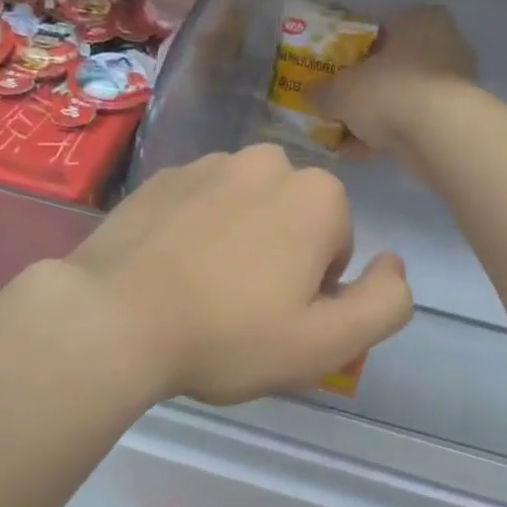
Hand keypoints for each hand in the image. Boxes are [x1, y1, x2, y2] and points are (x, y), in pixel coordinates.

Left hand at [58, 144, 413, 405]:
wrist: (113, 318)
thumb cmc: (228, 335)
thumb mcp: (327, 343)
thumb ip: (386, 303)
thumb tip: (393, 263)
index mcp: (315, 194)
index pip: (338, 245)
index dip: (316, 289)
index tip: (278, 318)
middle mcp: (266, 162)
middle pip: (294, 220)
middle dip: (281, 258)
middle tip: (241, 309)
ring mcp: (207, 163)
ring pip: (246, 209)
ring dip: (238, 242)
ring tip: (201, 292)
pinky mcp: (161, 177)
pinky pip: (199, 205)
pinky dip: (195, 231)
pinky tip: (168, 272)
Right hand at [314, 6, 477, 152]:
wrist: (438, 134)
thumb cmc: (388, 90)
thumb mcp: (341, 90)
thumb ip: (322, 91)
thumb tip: (308, 94)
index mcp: (420, 20)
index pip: (381, 27)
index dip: (353, 48)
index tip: (334, 67)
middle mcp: (443, 45)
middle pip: (392, 65)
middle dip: (364, 86)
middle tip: (337, 101)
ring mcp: (452, 84)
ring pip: (401, 97)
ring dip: (372, 115)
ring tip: (340, 134)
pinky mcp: (454, 119)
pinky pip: (411, 123)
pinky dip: (385, 135)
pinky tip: (355, 152)